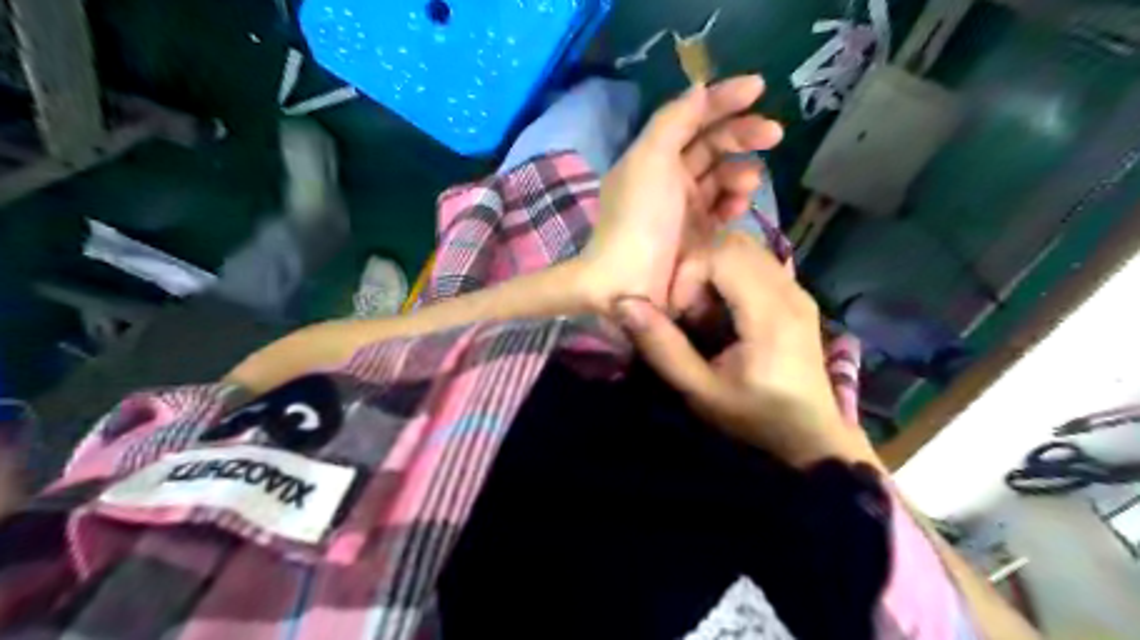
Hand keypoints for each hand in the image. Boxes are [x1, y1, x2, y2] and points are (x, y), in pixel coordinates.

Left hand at [579, 75, 783, 313]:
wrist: (630, 284)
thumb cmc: (638, 217)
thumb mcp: (648, 159)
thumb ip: (674, 120)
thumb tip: (700, 90)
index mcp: (652, 156)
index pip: (690, 118)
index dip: (722, 100)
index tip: (759, 88)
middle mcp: (668, 178)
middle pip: (711, 145)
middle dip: (742, 134)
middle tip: (774, 134)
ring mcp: (685, 208)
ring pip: (722, 177)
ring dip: (740, 172)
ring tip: (748, 182)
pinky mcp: (699, 235)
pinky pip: (723, 209)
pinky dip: (734, 202)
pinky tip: (740, 204)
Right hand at [614, 232, 875, 466]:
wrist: (811, 435)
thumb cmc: (755, 417)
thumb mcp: (700, 391)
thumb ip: (662, 348)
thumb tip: (624, 304)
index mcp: (770, 313)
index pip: (722, 254)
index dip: (688, 274)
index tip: (679, 314)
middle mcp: (789, 290)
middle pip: (734, 243)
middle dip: (697, 268)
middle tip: (688, 310)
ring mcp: (798, 289)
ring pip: (746, 247)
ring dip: (713, 269)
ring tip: (703, 311)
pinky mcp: (797, 295)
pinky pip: (757, 262)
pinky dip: (730, 274)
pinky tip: (723, 311)